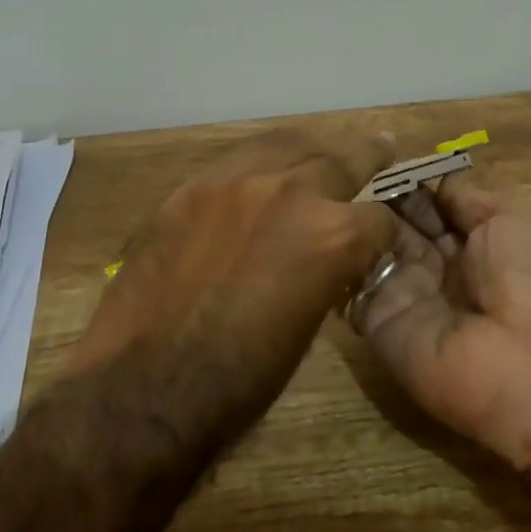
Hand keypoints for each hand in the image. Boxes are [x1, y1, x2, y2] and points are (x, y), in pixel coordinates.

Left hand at [78, 130, 400, 422]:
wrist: (146, 386)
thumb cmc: (240, 379)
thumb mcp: (309, 325)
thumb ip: (328, 273)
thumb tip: (329, 256)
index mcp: (333, 236)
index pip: (379, 218)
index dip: (384, 233)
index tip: (380, 239)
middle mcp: (293, 191)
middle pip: (344, 160)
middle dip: (369, 157)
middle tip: (383, 146)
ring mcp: (238, 180)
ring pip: (290, 144)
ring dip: (314, 149)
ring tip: (324, 147)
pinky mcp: (193, 185)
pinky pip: (240, 157)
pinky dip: (265, 159)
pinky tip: (268, 165)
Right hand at [351, 172, 530, 469]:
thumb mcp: (512, 215)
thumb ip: (465, 193)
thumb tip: (428, 176)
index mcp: (469, 238)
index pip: (424, 199)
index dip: (402, 177)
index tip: (372, 153)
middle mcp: (433, 263)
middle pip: (393, 220)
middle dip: (371, 193)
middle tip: (340, 165)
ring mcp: (402, 292)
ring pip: (368, 246)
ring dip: (351, 218)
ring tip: (325, 187)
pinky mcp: (377, 322)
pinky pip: (349, 284)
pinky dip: (337, 256)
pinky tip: (321, 224)